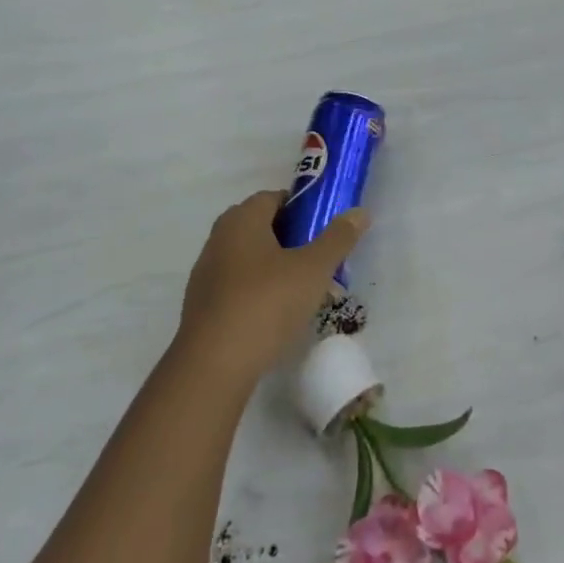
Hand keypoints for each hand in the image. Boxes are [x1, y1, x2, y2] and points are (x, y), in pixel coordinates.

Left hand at [172, 191, 368, 393]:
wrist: (214, 365)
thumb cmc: (267, 303)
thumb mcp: (313, 269)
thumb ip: (338, 238)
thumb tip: (360, 212)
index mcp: (242, 219)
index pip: (274, 197)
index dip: (302, 209)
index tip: (324, 230)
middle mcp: (219, 238)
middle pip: (262, 228)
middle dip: (293, 241)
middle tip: (320, 263)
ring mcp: (207, 272)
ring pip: (251, 259)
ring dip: (277, 269)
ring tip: (305, 294)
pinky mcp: (203, 305)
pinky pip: (238, 286)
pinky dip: (260, 292)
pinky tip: (278, 317)